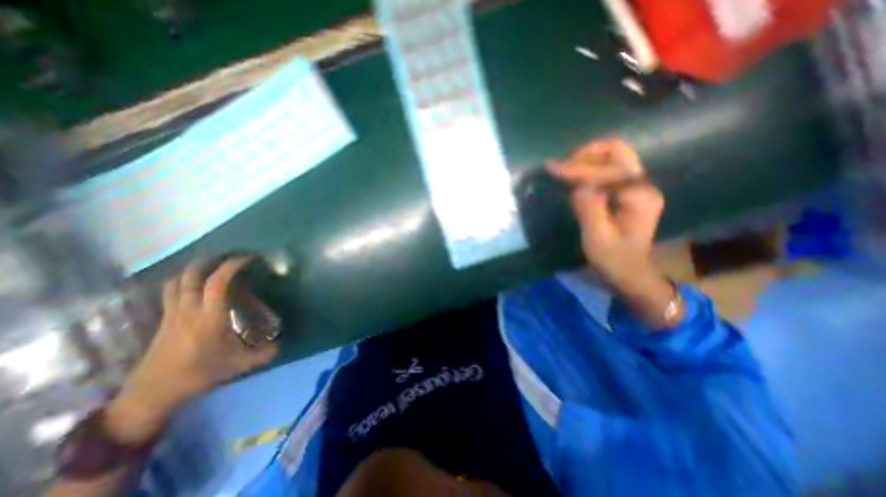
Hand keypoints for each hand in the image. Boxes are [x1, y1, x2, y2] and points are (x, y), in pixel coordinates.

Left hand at [107, 258, 279, 443]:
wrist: (152, 392)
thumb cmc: (199, 374)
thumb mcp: (239, 365)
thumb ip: (264, 353)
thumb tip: (282, 344)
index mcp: (209, 316)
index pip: (217, 282)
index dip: (233, 265)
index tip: (249, 258)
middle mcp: (189, 309)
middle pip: (192, 275)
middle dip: (211, 260)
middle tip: (230, 256)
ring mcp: (173, 312)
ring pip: (177, 280)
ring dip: (194, 268)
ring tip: (212, 264)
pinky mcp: (165, 318)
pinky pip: (170, 290)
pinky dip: (181, 280)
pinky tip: (194, 283)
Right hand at [548, 138, 683, 329]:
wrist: (631, 273)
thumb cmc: (614, 260)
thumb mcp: (597, 239)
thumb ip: (589, 209)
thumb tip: (578, 185)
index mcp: (639, 197)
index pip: (608, 171)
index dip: (578, 169)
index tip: (552, 169)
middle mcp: (643, 185)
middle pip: (618, 152)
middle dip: (587, 154)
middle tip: (563, 166)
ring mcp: (637, 187)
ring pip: (614, 158)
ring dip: (588, 159)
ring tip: (565, 170)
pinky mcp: (628, 193)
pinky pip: (609, 170)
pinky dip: (590, 169)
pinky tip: (575, 179)